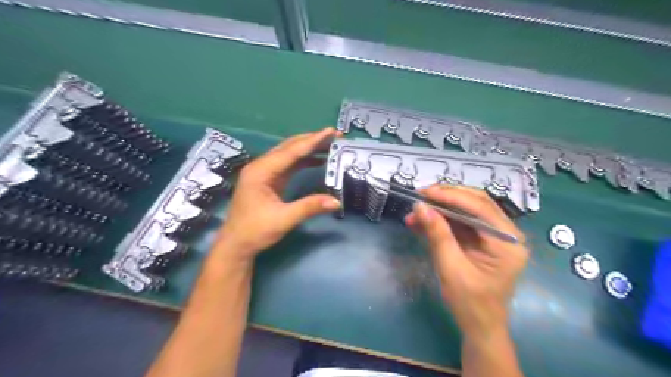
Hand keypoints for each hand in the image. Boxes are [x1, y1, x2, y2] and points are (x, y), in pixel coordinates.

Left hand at [213, 128, 340, 259]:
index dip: (313, 141)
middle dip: (312, 140)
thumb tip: (336, 202)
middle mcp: (261, 166)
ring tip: (330, 145)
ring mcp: (264, 172)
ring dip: (309, 149)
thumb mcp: (283, 220)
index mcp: (260, 171)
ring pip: (289, 154)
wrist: (236, 245)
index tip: (331, 131)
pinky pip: (289, 165)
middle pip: (290, 147)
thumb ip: (309, 208)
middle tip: (335, 135)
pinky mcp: (269, 180)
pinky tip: (318, 160)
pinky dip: (304, 161)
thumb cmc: (255, 231)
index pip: (291, 151)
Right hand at [403, 185, 529, 337]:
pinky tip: (422, 222)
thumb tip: (421, 206)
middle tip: (420, 195)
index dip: (451, 196)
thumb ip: (438, 235)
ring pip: (467, 211)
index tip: (425, 192)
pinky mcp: (482, 240)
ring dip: (440, 209)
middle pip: (476, 203)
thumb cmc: (470, 303)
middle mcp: (507, 234)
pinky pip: (462, 223)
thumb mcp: (451, 268)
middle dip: (446, 197)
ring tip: (415, 212)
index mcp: (507, 243)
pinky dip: (442, 220)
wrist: (479, 326)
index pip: (481, 208)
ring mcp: (495, 236)